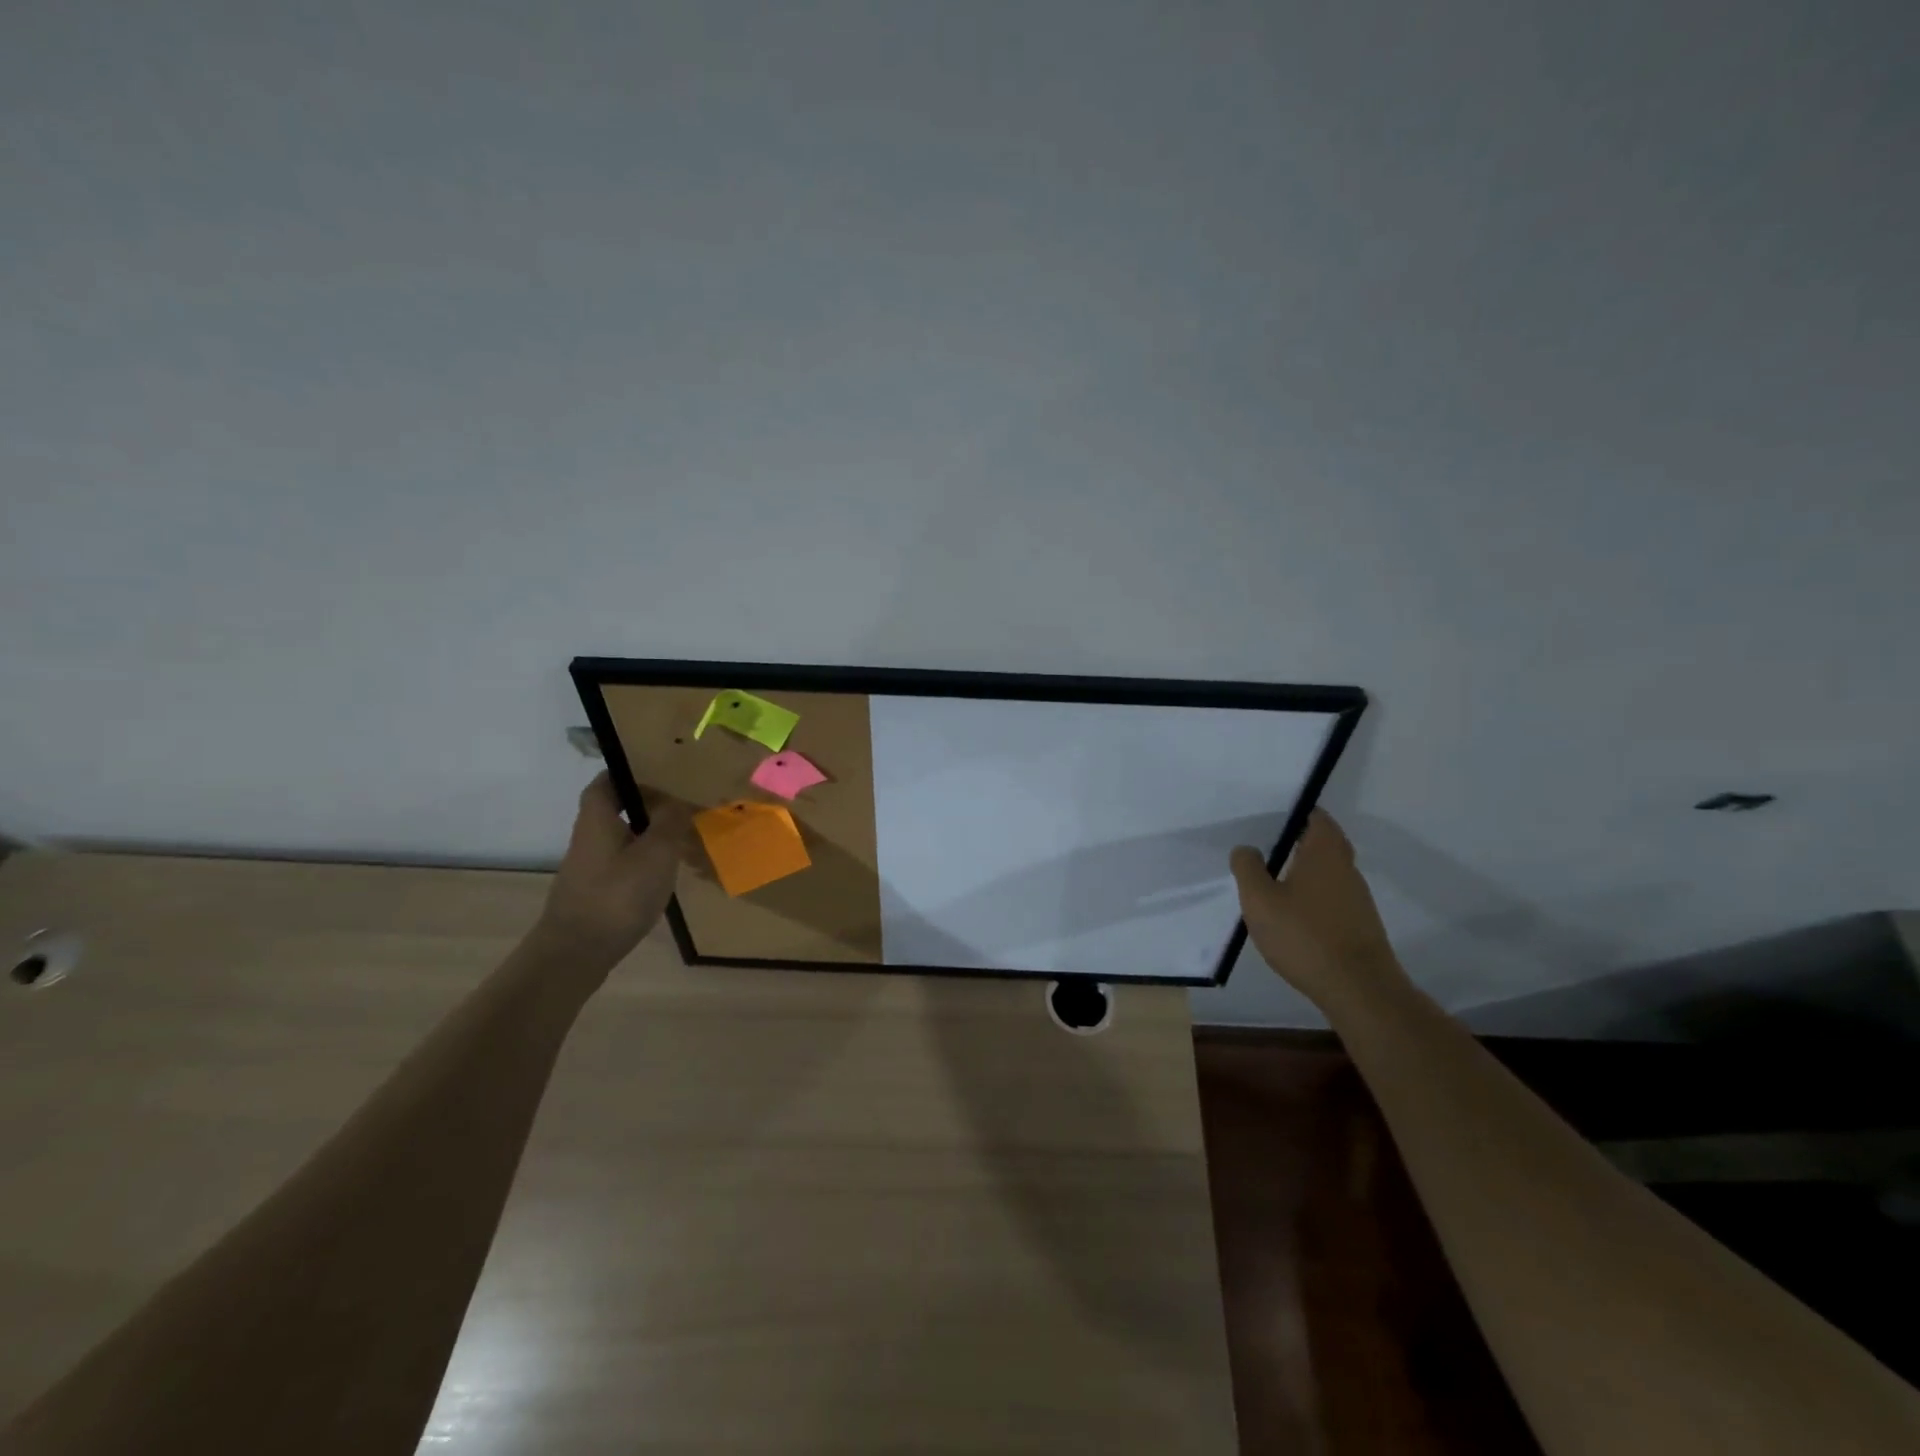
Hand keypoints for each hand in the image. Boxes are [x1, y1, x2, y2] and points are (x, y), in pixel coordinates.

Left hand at [533, 772, 691, 981]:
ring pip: (621, 839)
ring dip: (648, 834)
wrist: (575, 955)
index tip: (657, 770)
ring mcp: (589, 869)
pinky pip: (622, 864)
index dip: (627, 773)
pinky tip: (665, 873)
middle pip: (614, 810)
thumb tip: (678, 799)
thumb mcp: (656, 853)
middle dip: (645, 804)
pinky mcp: (595, 893)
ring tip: (682, 836)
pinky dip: (643, 861)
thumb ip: (670, 822)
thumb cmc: (617, 895)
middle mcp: (588, 839)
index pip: (604, 783)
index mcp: (597, 819)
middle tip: (681, 803)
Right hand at [1230, 810, 1408, 1014]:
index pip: (1316, 817)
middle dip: (1299, 840)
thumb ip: (1248, 868)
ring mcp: (1357, 898)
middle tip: (1267, 845)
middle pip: (1325, 843)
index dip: (1296, 812)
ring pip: (1329, 871)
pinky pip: (1332, 897)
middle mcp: (1346, 868)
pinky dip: (1313, 896)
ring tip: (1272, 878)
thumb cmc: (1304, 935)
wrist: (1358, 989)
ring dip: (1305, 869)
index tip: (1271, 816)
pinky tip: (1292, 913)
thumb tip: (1246, 849)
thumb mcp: (1260, 900)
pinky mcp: (1359, 924)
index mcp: (1324, 853)